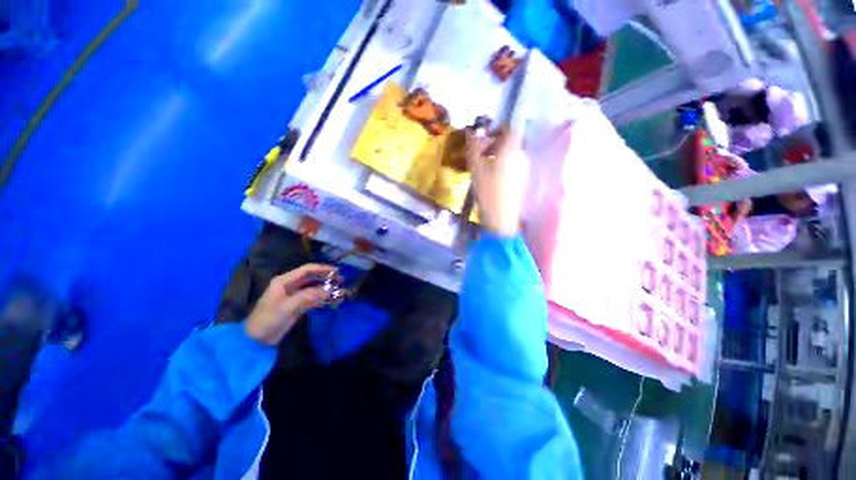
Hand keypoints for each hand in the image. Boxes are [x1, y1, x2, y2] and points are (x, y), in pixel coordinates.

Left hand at [245, 264, 335, 344]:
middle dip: (327, 278)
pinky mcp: (298, 306)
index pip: (306, 270)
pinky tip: (333, 301)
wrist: (256, 340)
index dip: (322, 269)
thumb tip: (328, 291)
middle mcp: (291, 286)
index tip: (337, 271)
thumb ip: (308, 296)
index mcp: (284, 281)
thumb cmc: (268, 319)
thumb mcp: (288, 306)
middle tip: (342, 280)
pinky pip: (313, 299)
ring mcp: (295, 296)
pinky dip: (323, 299)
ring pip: (314, 289)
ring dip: (327, 289)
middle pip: (312, 278)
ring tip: (341, 291)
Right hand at [466, 125, 528, 235]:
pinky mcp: (523, 181)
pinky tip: (492, 177)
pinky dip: (504, 165)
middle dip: (495, 143)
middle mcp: (522, 156)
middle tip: (481, 153)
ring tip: (484, 166)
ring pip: (512, 155)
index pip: (510, 129)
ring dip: (499, 155)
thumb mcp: (476, 167)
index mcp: (512, 149)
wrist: (501, 218)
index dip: (497, 129)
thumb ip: (473, 146)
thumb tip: (470, 131)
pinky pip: (514, 166)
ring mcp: (524, 170)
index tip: (484, 137)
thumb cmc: (487, 190)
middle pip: (511, 142)